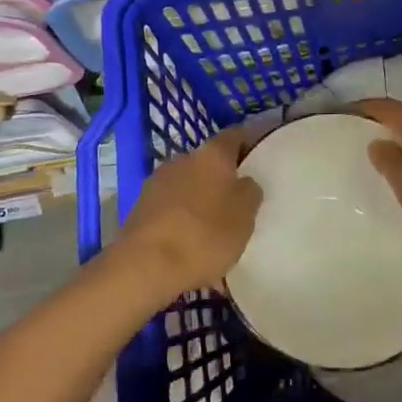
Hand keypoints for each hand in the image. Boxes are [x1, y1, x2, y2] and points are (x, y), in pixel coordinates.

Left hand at [119, 128, 260, 294]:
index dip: (250, 142)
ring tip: (214, 224)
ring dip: (201, 196)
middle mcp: (183, 158)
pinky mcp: (140, 206)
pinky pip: (171, 204)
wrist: (144, 266)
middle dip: (223, 175)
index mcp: (212, 154)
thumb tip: (244, 182)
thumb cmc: (204, 235)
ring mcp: (158, 181)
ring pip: (188, 182)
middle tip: (239, 198)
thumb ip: (250, 191)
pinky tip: (189, 239)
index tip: (261, 158)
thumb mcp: (245, 216)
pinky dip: (182, 215)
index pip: (236, 135)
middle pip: (209, 160)